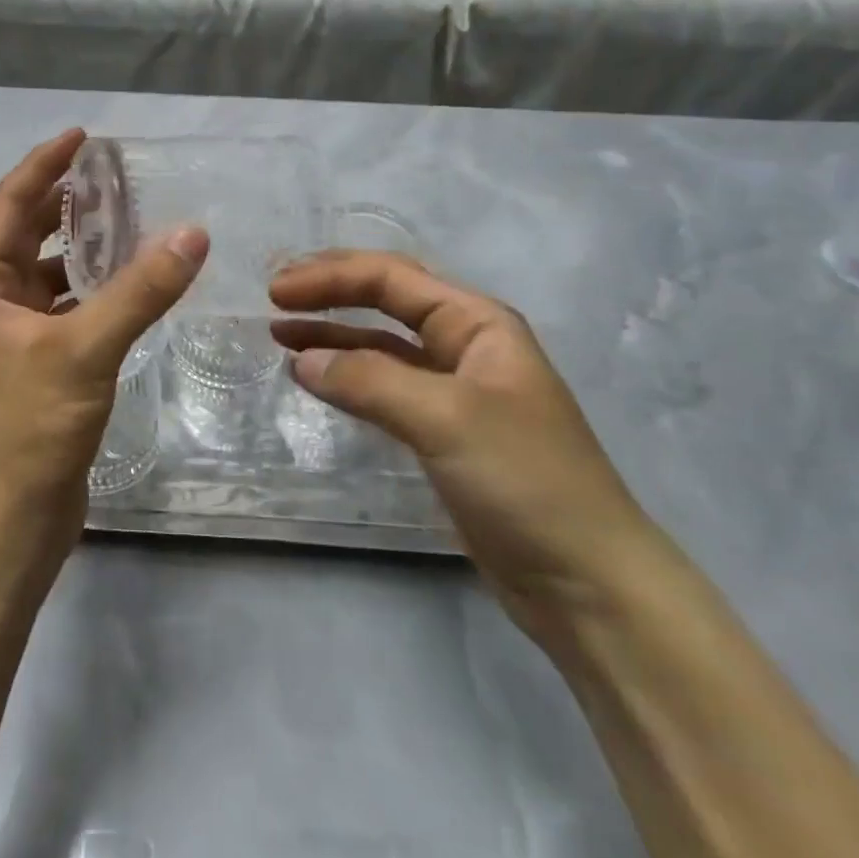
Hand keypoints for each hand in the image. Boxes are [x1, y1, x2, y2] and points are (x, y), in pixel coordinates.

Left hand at [0, 129, 208, 531]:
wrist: (9, 517)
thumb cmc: (30, 424)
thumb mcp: (86, 348)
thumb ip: (140, 290)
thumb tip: (193, 233)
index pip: (10, 204)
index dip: (45, 165)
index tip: (83, 136)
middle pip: (25, 232)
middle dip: (65, 200)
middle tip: (113, 174)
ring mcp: (7, 334)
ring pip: (45, 271)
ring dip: (80, 245)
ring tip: (128, 219)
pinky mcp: (33, 362)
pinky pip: (62, 305)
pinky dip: (90, 288)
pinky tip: (127, 283)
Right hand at [271, 252, 659, 634]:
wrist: (585, 580)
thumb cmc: (525, 480)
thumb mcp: (446, 418)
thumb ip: (370, 381)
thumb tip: (302, 361)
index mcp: (477, 323)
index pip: (392, 278)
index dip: (331, 276)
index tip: (277, 291)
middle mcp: (464, 346)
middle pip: (385, 301)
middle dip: (329, 294)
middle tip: (273, 300)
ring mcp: (452, 390)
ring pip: (380, 346)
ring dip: (331, 335)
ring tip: (278, 335)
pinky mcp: (440, 433)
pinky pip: (382, 388)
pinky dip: (346, 378)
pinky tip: (315, 379)